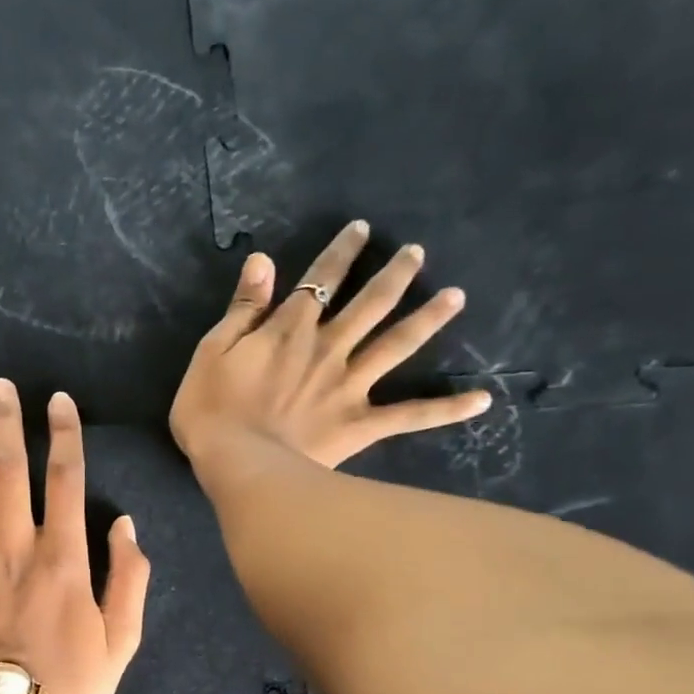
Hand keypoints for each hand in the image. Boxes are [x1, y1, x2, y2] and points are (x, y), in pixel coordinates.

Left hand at [0, 380, 150, 693]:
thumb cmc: (70, 687)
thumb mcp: (121, 641)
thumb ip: (128, 579)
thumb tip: (125, 526)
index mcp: (64, 560)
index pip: (65, 481)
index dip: (62, 436)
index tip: (56, 401)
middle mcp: (17, 550)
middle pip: (11, 474)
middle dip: (7, 425)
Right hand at [169, 221, 490, 471]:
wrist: (238, 463)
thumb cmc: (211, 410)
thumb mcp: (211, 351)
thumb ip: (242, 308)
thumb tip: (263, 261)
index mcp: (290, 330)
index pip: (319, 280)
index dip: (341, 253)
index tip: (362, 230)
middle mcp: (328, 348)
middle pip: (369, 304)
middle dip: (394, 275)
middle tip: (418, 254)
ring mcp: (350, 386)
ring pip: (397, 345)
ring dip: (428, 320)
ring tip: (456, 297)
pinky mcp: (360, 424)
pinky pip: (410, 416)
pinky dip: (447, 409)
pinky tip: (482, 400)